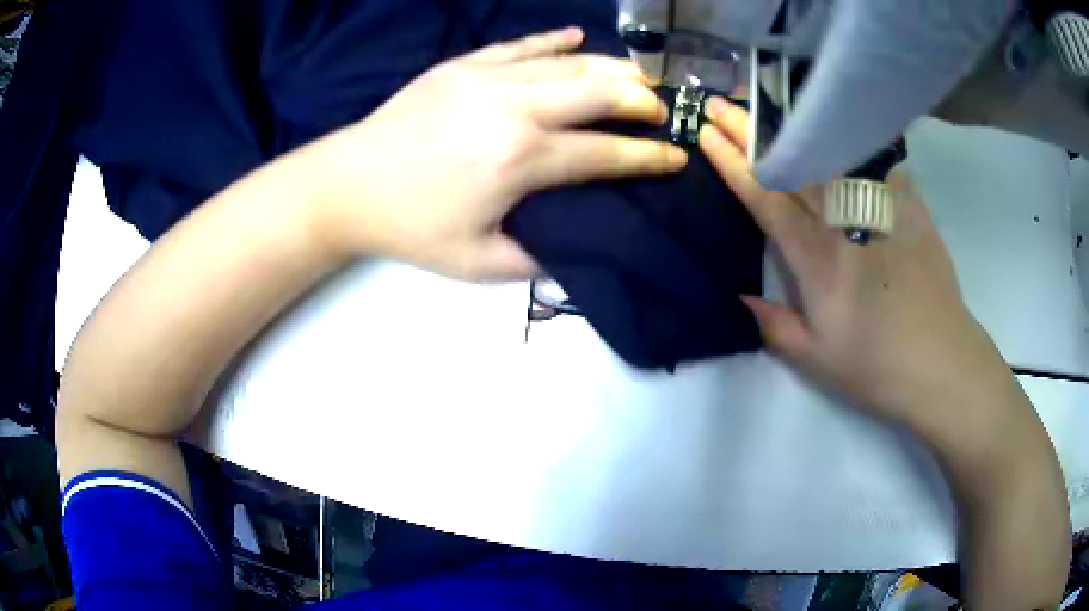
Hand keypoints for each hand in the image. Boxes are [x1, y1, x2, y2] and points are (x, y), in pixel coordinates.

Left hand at [300, 27, 687, 280]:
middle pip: (600, 92)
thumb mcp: (476, 263)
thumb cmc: (411, 227)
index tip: (677, 158)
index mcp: (522, 160)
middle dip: (643, 101)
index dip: (649, 158)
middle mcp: (515, 108)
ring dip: (613, 68)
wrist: (348, 185)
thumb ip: (537, 259)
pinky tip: (579, 38)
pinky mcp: (465, 63)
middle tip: (662, 112)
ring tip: (638, 78)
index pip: (606, 155)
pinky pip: (523, 44)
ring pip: (570, 61)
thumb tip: (578, 248)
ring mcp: (489, 77)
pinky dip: (557, 41)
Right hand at [697, 97, 1008, 429]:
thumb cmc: (877, 367)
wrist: (942, 363)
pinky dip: (852, 139)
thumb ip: (774, 325)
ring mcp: (881, 207)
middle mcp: (845, 220)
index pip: (766, 197)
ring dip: (793, 125)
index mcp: (817, 258)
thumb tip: (739, 299)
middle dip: (749, 130)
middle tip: (720, 104)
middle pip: (791, 164)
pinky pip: (876, 160)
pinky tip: (839, 124)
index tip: (707, 134)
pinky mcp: (910, 205)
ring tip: (768, 105)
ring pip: (830, 152)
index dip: (733, 163)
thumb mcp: (817, 359)